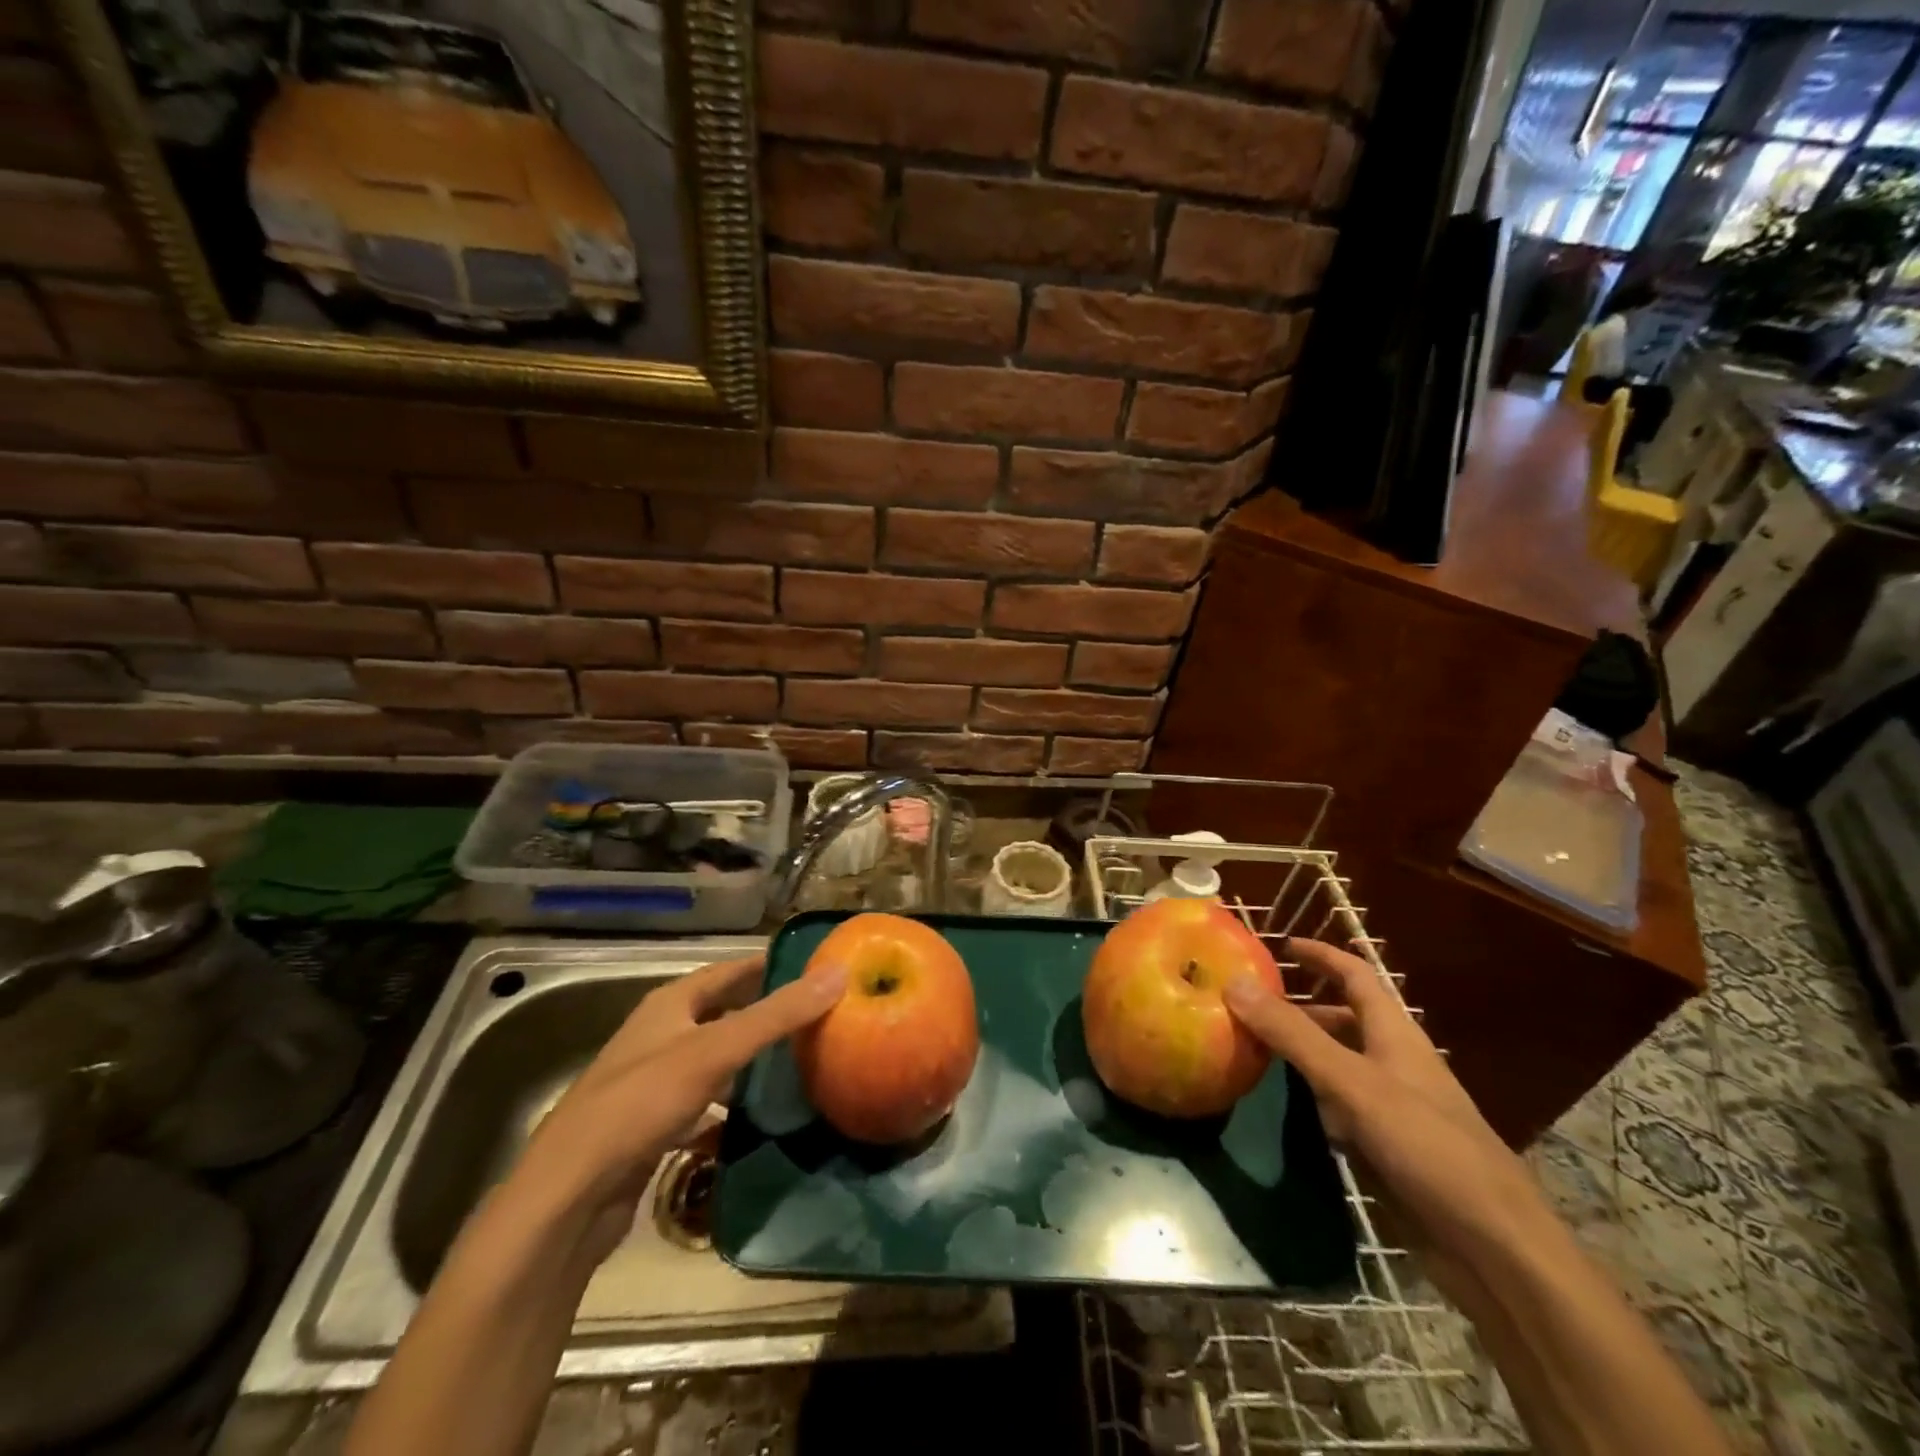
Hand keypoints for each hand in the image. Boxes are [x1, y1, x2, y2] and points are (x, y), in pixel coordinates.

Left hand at [513, 955, 846, 1261]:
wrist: (568, 1196)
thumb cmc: (641, 1104)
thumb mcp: (715, 1051)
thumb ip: (777, 1015)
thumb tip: (838, 973)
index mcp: (670, 1004)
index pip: (730, 971)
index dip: (770, 966)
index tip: (816, 968)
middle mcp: (661, 1034)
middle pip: (724, 1013)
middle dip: (766, 1014)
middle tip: (819, 1017)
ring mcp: (655, 1081)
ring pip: (716, 1060)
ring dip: (752, 1061)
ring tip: (801, 1064)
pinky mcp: (653, 1125)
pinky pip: (705, 1103)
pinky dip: (732, 1106)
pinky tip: (760, 1119)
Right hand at [1225, 937, 1543, 1271]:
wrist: (1495, 1249)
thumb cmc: (1427, 1147)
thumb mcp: (1352, 1083)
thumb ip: (1293, 1034)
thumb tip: (1235, 983)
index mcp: (1395, 1035)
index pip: (1356, 975)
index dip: (1321, 955)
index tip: (1279, 945)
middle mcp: (1393, 1063)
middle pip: (1342, 1020)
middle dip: (1297, 1008)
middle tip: (1245, 1007)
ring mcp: (1391, 1108)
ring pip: (1336, 1065)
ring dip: (1298, 1055)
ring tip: (1248, 1051)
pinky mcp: (1385, 1149)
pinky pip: (1337, 1110)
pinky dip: (1308, 1100)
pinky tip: (1277, 1108)